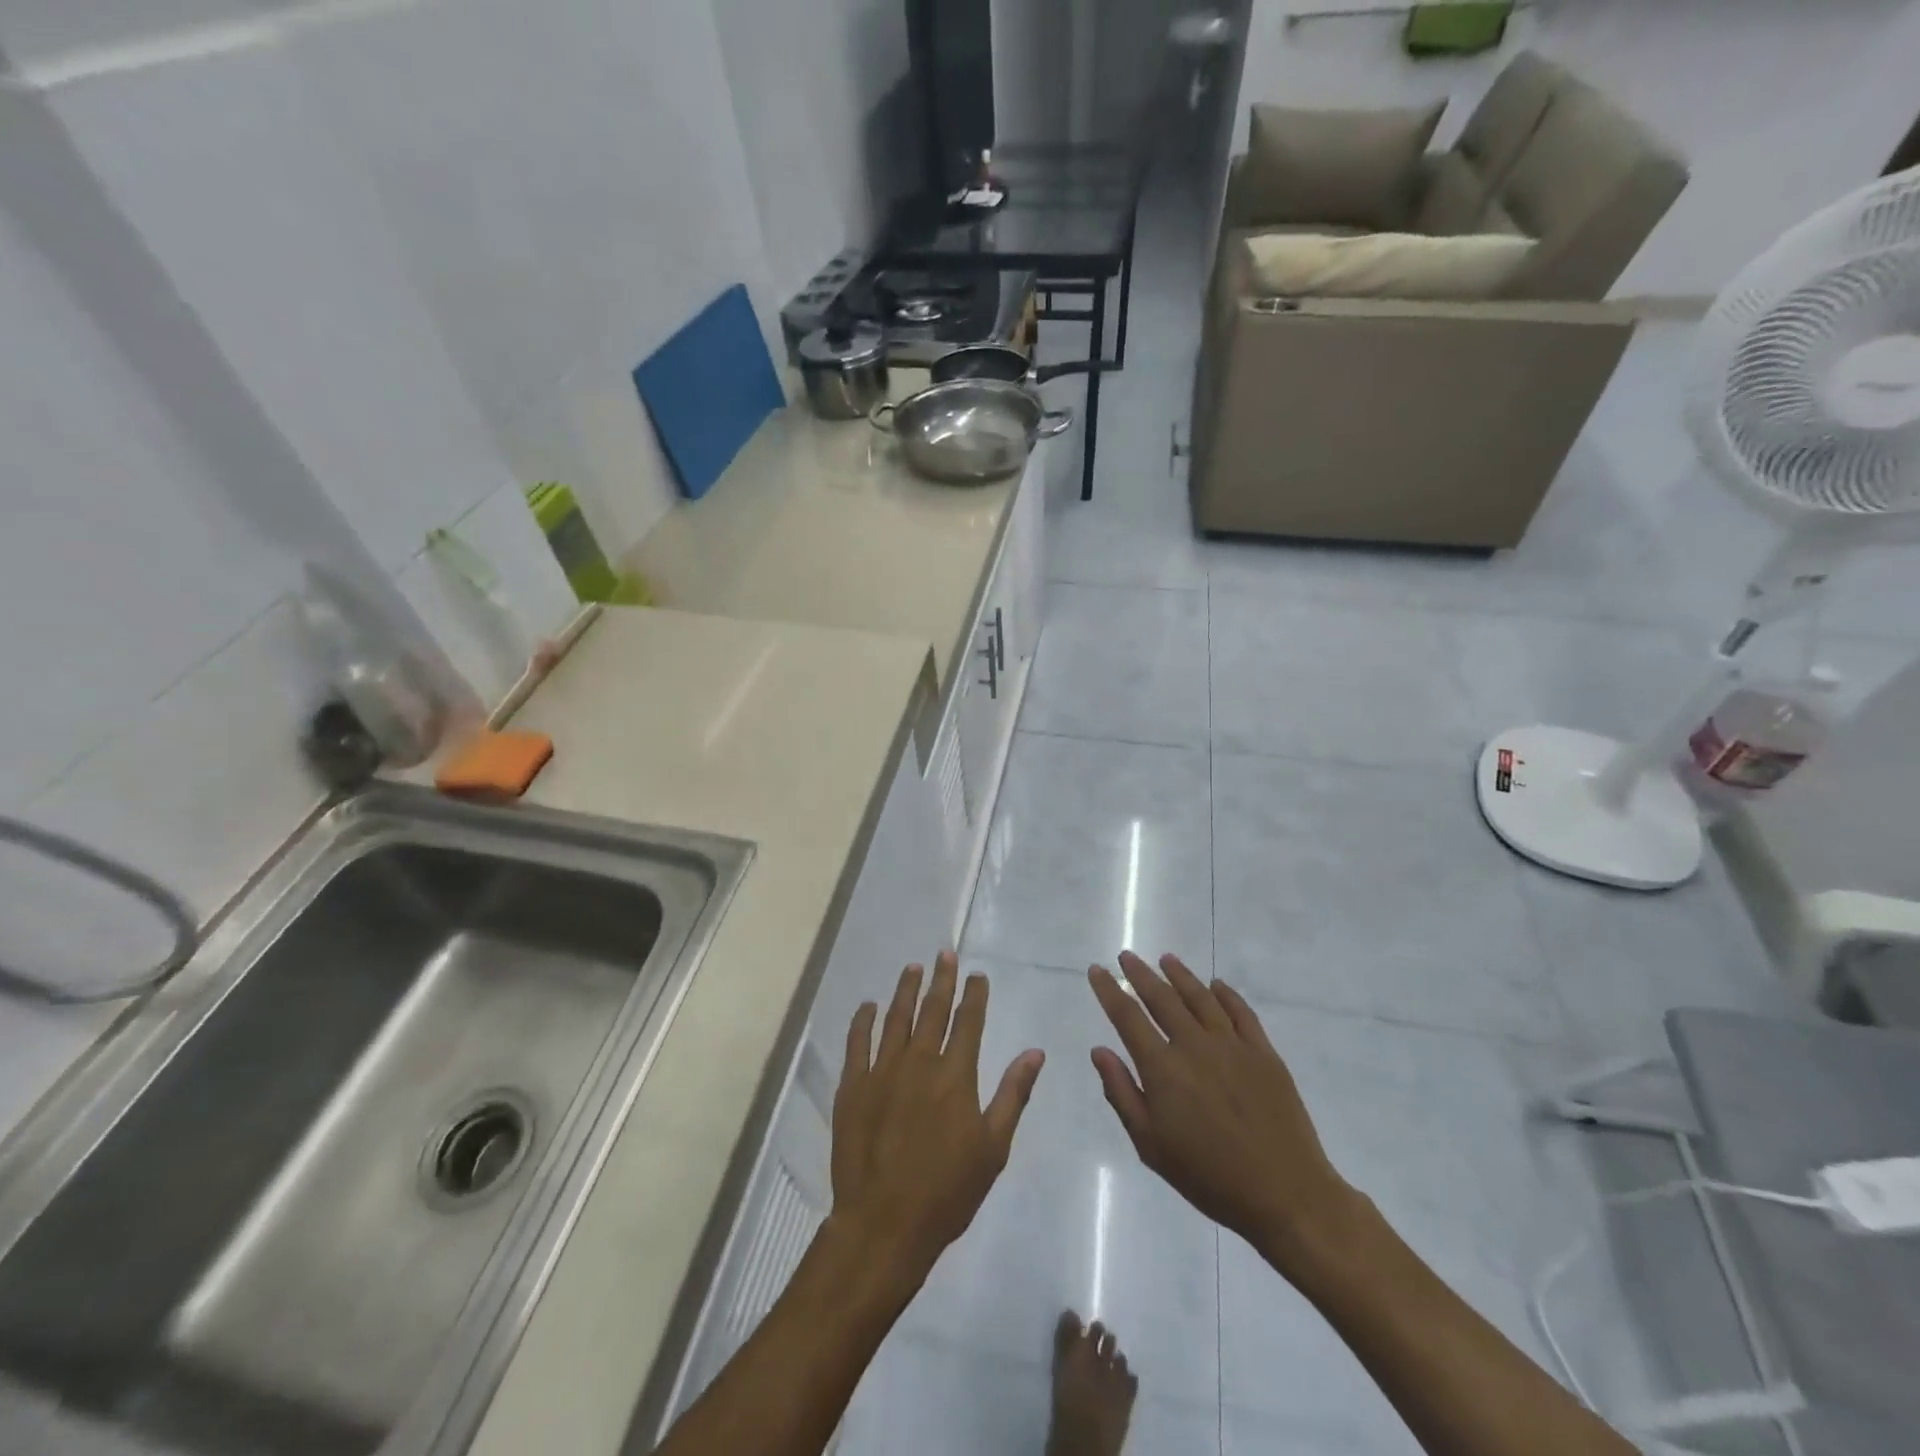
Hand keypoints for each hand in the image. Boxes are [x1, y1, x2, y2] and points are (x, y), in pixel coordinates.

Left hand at [830, 952, 1044, 1283]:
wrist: (885, 1223)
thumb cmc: (947, 1190)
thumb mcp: (993, 1147)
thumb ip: (1013, 1094)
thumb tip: (1035, 1052)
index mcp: (955, 1075)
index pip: (968, 1022)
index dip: (974, 995)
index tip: (976, 974)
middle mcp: (919, 1062)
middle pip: (932, 1010)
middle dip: (941, 979)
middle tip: (945, 954)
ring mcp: (882, 1071)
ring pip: (895, 1018)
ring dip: (905, 990)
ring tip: (912, 968)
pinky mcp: (853, 1086)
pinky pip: (857, 1042)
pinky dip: (862, 1020)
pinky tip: (868, 1006)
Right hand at [1088, 951, 1361, 1270]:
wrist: (1285, 1194)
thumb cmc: (1209, 1177)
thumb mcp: (1151, 1145)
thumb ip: (1121, 1093)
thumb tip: (1099, 1050)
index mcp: (1163, 1068)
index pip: (1127, 1016)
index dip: (1109, 990)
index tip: (1097, 969)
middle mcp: (1195, 1045)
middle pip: (1162, 998)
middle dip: (1140, 974)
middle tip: (1127, 956)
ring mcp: (1233, 1045)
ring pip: (1200, 997)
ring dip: (1180, 975)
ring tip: (1166, 959)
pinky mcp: (1264, 1053)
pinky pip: (1241, 1012)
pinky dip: (1226, 994)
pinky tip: (1216, 985)